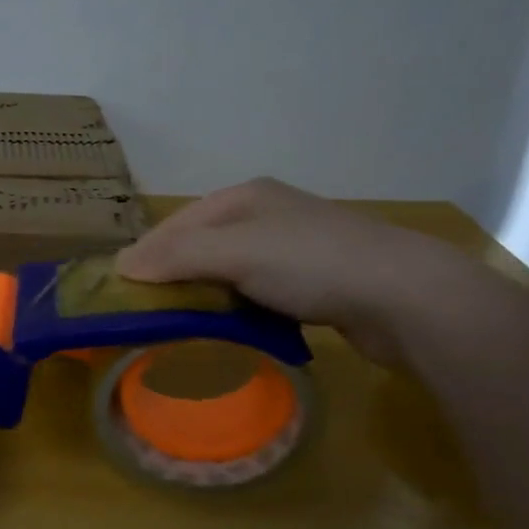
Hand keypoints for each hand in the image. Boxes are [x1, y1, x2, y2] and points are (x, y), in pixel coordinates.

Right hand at [114, 177, 467, 365]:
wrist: (407, 297)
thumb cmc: (311, 262)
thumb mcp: (234, 252)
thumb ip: (176, 256)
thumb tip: (121, 266)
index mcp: (247, 197)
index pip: (180, 222)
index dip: (148, 252)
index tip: (122, 288)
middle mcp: (270, 216)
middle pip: (204, 245)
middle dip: (176, 275)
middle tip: (150, 311)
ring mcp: (297, 249)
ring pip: (232, 272)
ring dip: (208, 296)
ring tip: (183, 327)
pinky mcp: (318, 284)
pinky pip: (260, 295)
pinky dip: (241, 311)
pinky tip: (234, 331)